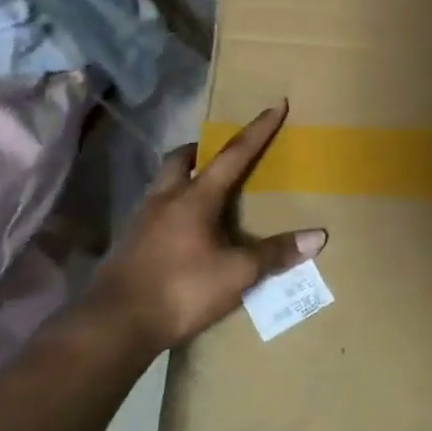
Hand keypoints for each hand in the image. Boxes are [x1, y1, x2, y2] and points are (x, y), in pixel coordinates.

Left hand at [80, 102, 326, 355]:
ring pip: (163, 184)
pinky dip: (173, 210)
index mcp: (194, 199)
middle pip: (181, 160)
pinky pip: (155, 212)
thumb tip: (317, 236)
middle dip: (201, 150)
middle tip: (219, 154)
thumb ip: (274, 254)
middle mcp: (165, 201)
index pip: (233, 155)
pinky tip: (184, 233)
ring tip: (204, 193)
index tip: (275, 104)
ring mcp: (141, 222)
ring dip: (184, 178)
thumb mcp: (236, 274)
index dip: (258, 130)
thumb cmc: (181, 291)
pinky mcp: (129, 246)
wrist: (114, 326)